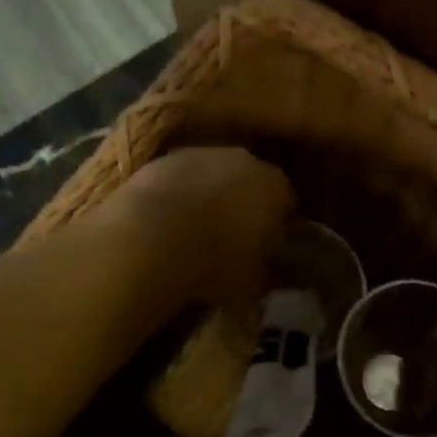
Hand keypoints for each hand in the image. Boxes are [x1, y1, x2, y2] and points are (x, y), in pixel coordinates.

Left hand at [116, 146, 295, 306]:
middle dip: (246, 202)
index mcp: (276, 186)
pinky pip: (182, 177)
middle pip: (252, 179)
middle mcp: (245, 160)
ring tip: (197, 229)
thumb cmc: (213, 263)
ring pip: (215, 173)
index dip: (279, 223)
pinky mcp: (164, 158)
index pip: (288, 201)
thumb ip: (266, 270)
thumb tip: (266, 269)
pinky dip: (180, 193)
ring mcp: (202, 153)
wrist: (148, 239)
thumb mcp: (253, 283)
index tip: (269, 244)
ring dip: (211, 193)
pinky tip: (168, 220)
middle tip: (234, 235)